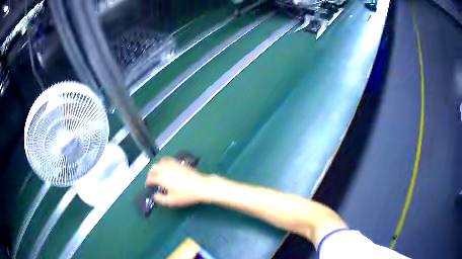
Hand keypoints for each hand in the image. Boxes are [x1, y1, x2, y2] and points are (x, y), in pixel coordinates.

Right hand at [146, 157, 211, 205]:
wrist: (201, 186)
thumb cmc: (186, 195)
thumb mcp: (172, 201)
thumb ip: (161, 199)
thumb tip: (155, 196)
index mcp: (161, 178)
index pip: (150, 178)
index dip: (148, 182)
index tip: (149, 186)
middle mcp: (165, 169)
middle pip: (153, 168)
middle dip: (150, 173)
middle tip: (152, 180)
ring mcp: (172, 164)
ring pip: (160, 162)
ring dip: (156, 167)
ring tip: (158, 173)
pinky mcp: (179, 163)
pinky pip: (168, 159)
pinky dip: (164, 162)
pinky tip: (167, 167)